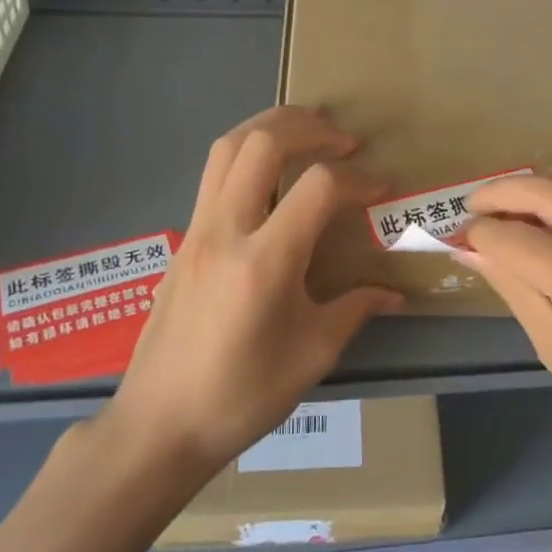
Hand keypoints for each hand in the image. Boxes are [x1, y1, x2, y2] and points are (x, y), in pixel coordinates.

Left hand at [94, 107, 402, 479]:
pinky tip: (272, 180)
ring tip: (307, 136)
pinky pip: (214, 174)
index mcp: (264, 262)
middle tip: (344, 140)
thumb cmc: (241, 396)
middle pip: (262, 142)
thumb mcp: (312, 355)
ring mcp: (197, 231)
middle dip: (309, 127)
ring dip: (271, 128)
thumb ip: (355, 310)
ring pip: (227, 147)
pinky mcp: (184, 240)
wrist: (159, 424)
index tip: (382, 191)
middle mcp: (225, 231)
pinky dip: (249, 155)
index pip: (318, 187)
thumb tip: (392, 292)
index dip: (358, 180)